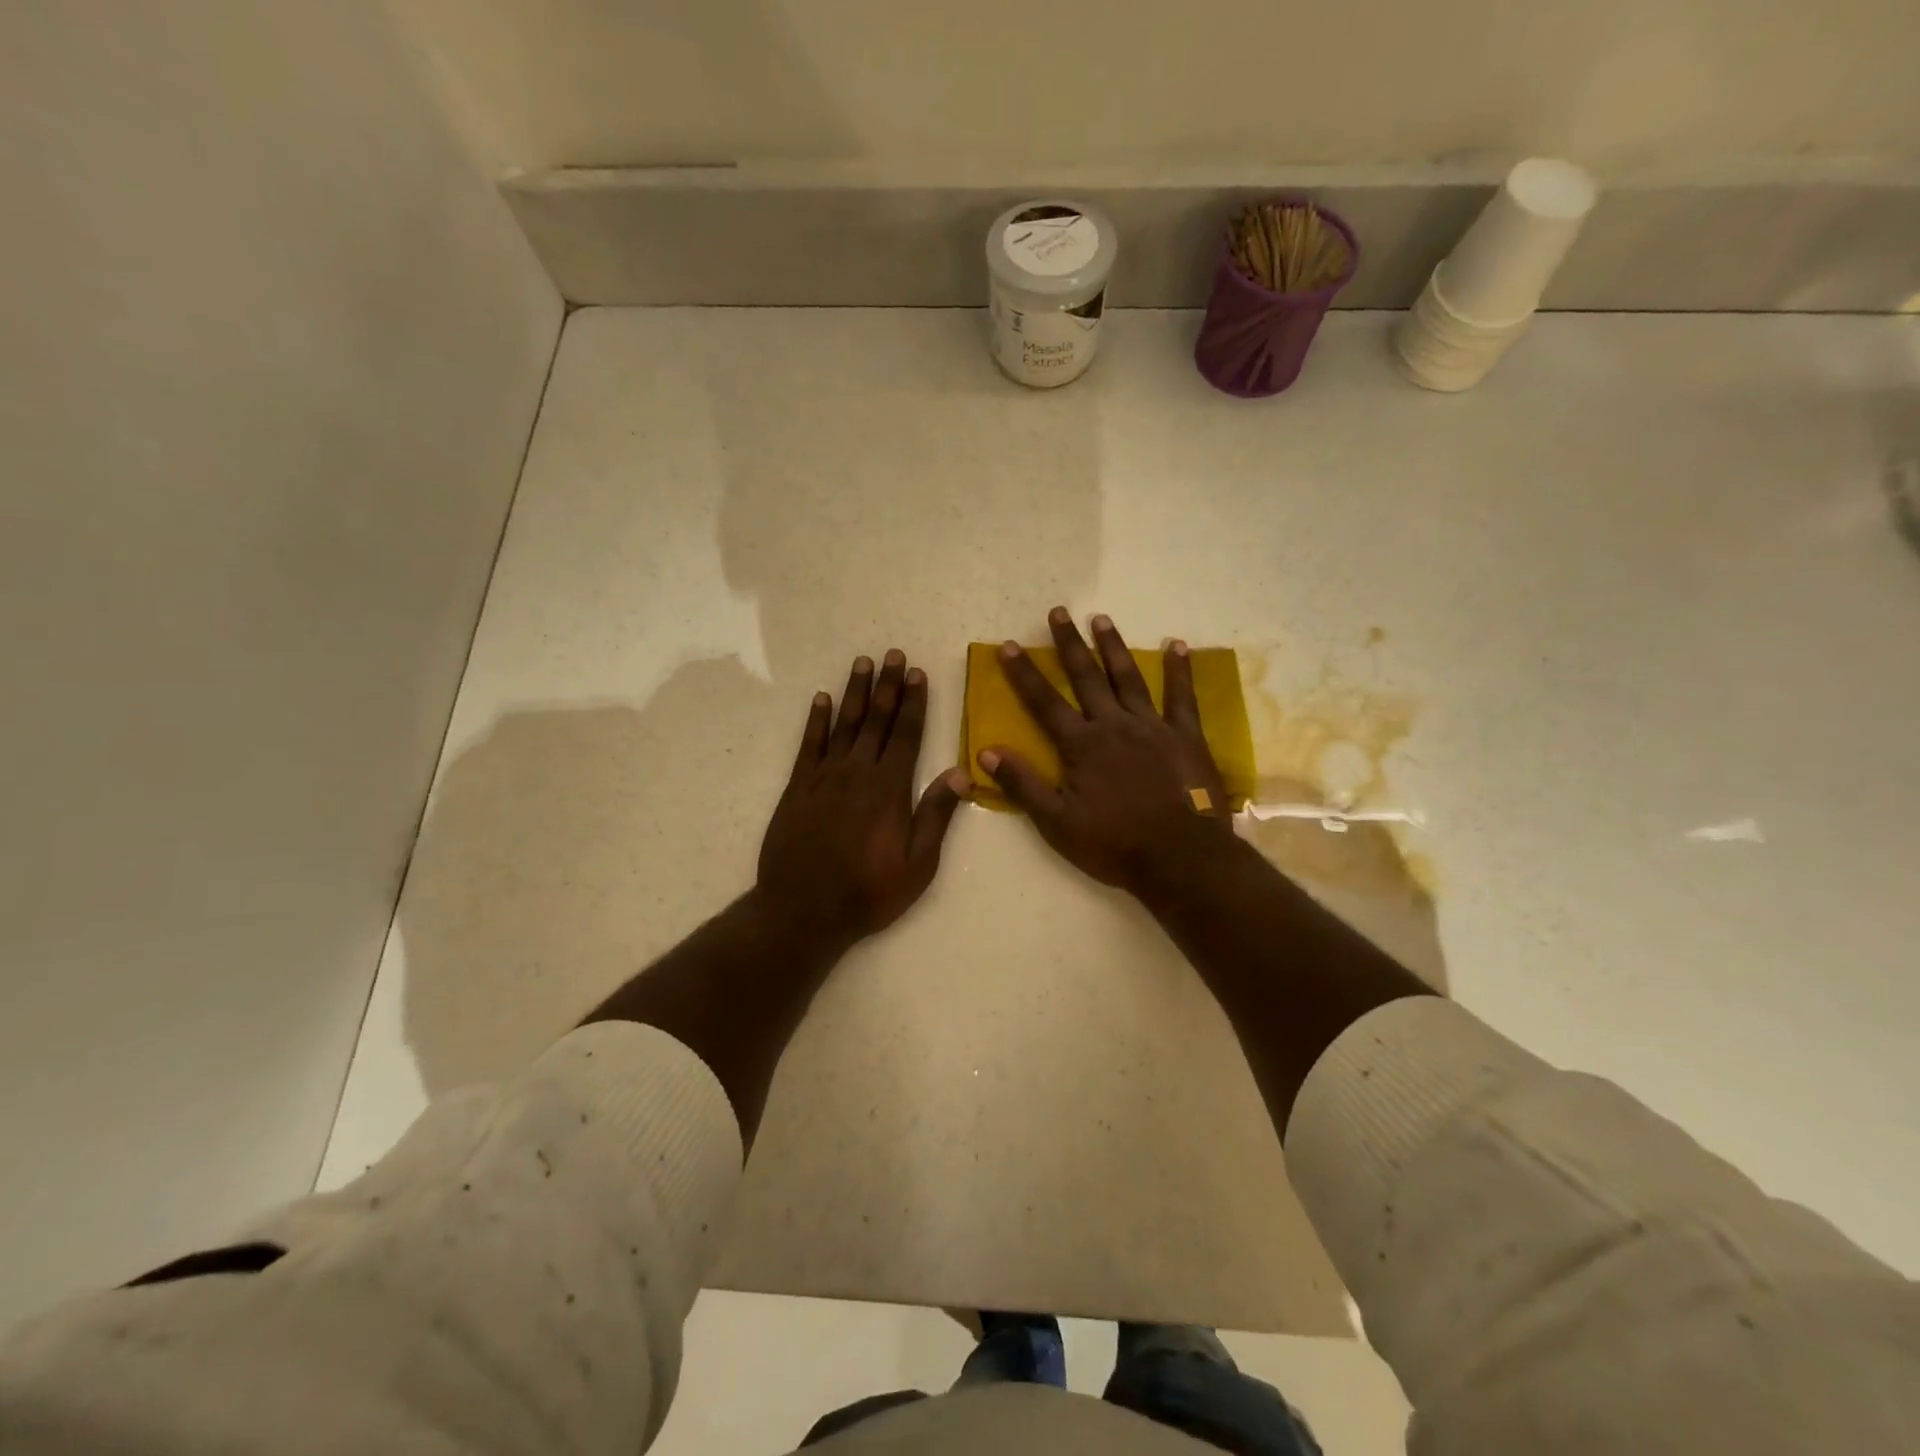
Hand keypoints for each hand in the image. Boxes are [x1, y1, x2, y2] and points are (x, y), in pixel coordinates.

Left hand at [757, 650, 968, 948]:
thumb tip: (961, 773)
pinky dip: (816, 721)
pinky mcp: (798, 788)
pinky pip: (809, 745)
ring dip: (854, 693)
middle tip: (892, 654)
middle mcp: (857, 773)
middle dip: (886, 686)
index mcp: (890, 789)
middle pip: (876, 721)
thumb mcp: (917, 865)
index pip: (907, 735)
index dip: (914, 703)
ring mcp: (824, 778)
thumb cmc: (868, 892)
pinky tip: (821, 700)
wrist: (803, 911)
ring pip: (843, 725)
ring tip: (862, 663)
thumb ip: (936, 816)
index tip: (917, 673)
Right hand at [979, 608, 1235, 894]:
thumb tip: (985, 752)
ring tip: (1101, 619)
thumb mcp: (1056, 822)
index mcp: (1081, 745)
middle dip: (1069, 644)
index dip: (1024, 674)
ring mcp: (1152, 727)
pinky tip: (1178, 645)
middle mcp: (1114, 725)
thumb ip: (1022, 784)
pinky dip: (1180, 670)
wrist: (1179, 857)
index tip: (1009, 645)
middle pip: (1086, 677)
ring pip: (1129, 678)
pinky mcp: (1186, 736)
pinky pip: (1182, 697)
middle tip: (1059, 612)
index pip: (1044, 702)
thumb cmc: (1113, 844)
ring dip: (1113, 646)